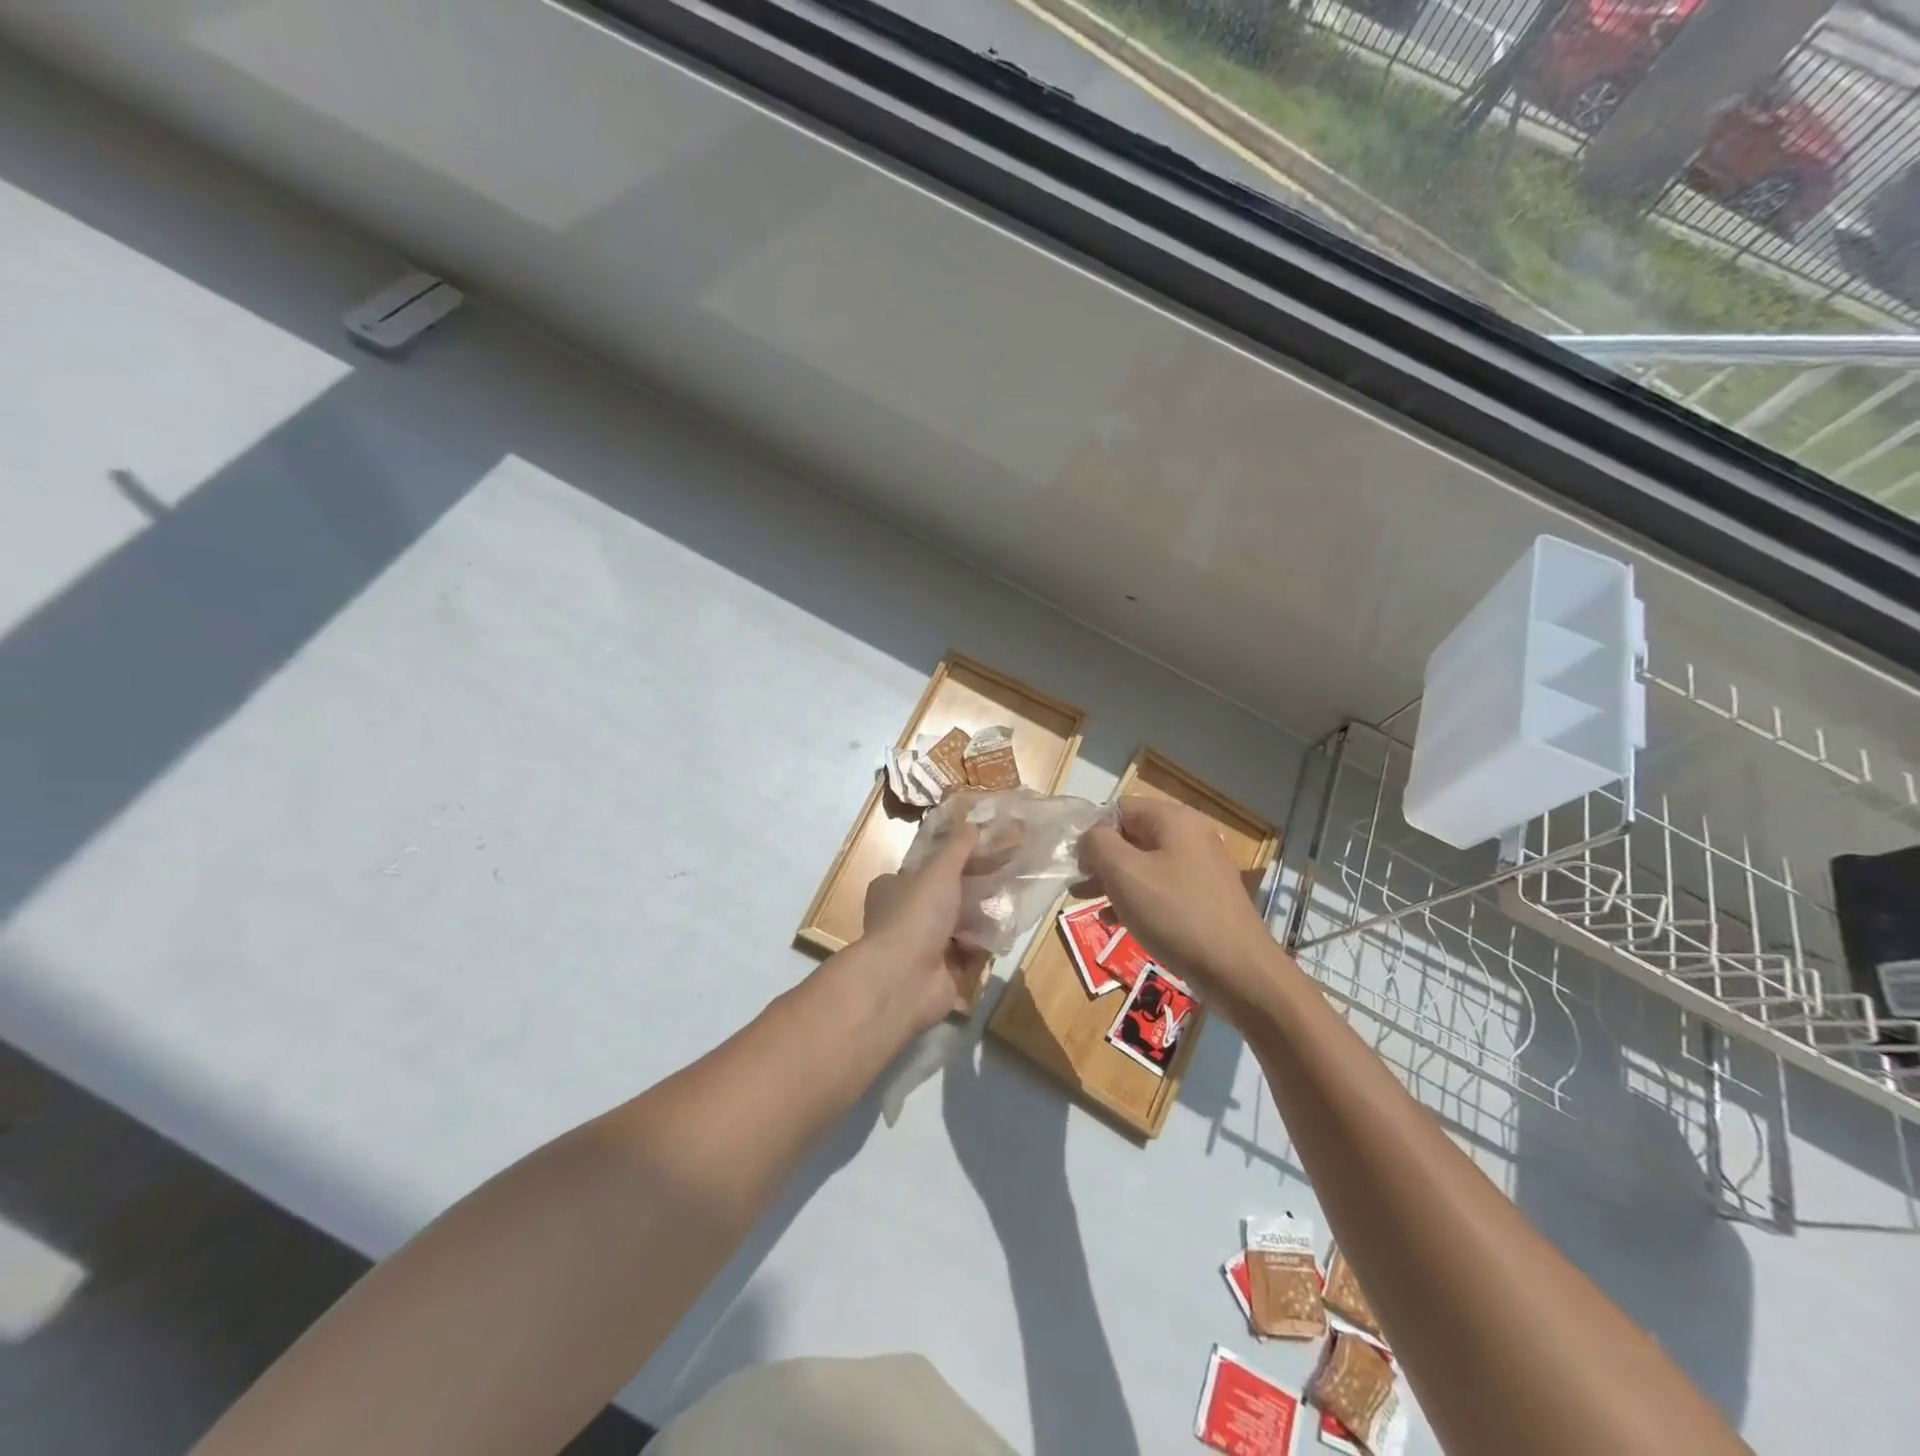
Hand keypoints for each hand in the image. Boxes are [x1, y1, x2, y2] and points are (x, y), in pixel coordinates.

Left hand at [856, 822, 989, 1034]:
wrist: (905, 979)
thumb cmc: (915, 915)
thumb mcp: (939, 871)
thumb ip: (958, 847)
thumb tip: (973, 822)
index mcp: (891, 890)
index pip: (921, 870)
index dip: (947, 863)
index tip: (978, 855)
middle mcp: (902, 918)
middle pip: (943, 899)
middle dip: (970, 893)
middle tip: (1000, 879)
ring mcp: (920, 949)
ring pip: (957, 928)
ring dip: (979, 921)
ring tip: (1005, 905)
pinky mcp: (939, 975)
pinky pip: (967, 956)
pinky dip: (982, 948)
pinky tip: (1001, 935)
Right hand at [1078, 797, 1276, 1020]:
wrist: (1238, 971)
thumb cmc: (1175, 913)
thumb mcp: (1124, 873)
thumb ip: (1098, 844)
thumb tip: (1090, 838)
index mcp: (1174, 820)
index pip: (1121, 808)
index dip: (1093, 830)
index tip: (1075, 862)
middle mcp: (1191, 837)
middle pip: (1132, 836)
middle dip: (1101, 859)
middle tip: (1076, 885)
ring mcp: (1201, 869)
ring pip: (1145, 865)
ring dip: (1114, 881)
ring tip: (1086, 903)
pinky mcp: (1204, 899)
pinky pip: (1161, 888)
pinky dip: (1137, 899)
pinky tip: (1116, 921)